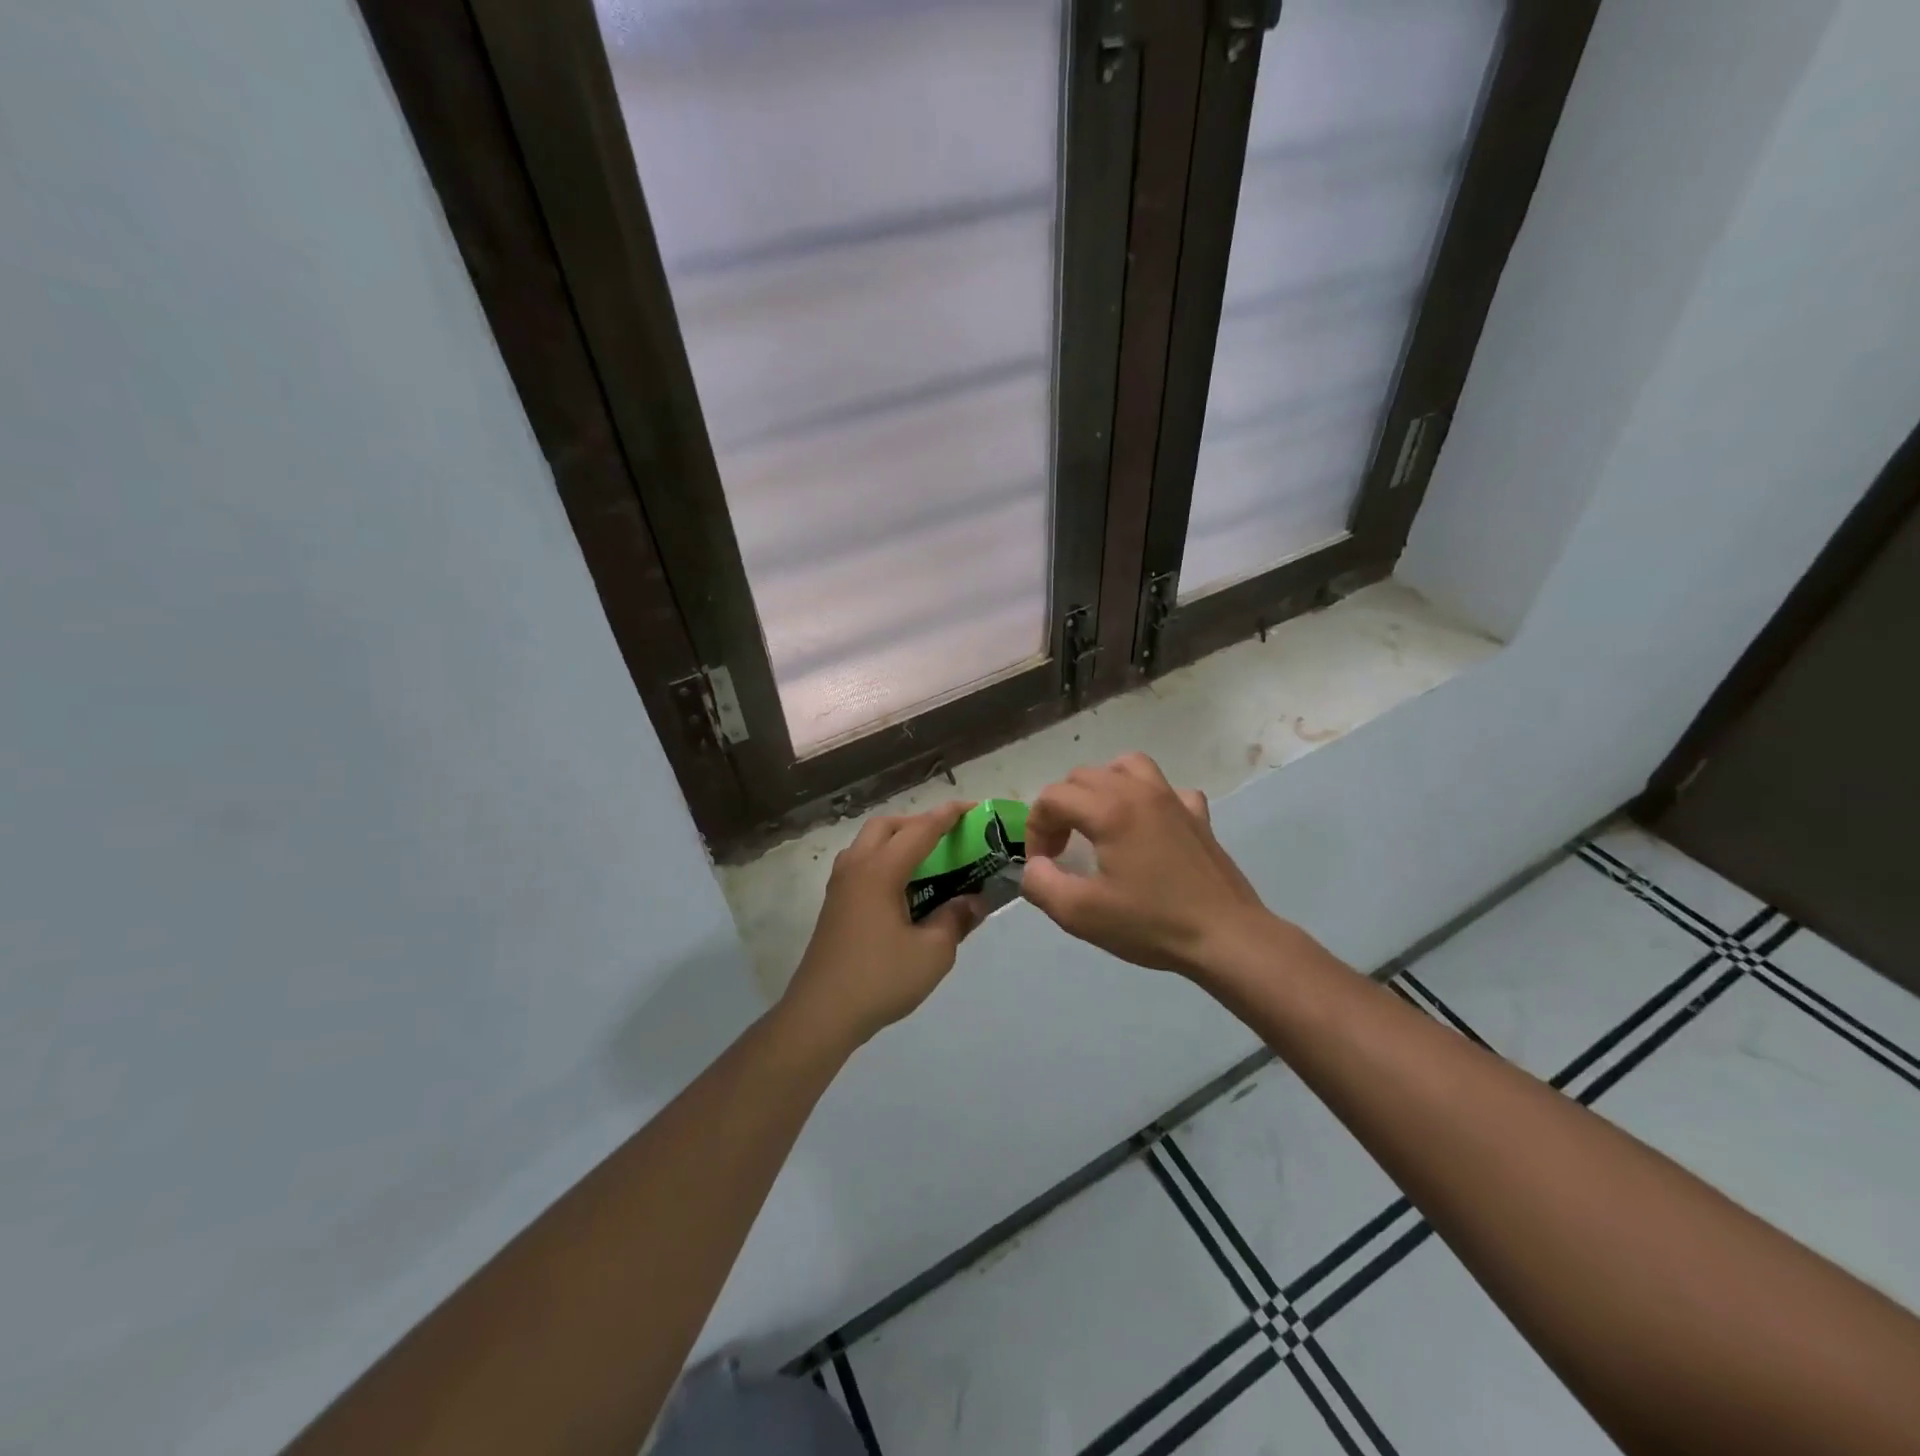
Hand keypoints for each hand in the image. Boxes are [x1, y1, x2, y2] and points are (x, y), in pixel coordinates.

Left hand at [780, 801, 987, 1051]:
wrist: (821, 1014)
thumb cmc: (880, 979)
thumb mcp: (933, 952)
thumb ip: (955, 919)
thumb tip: (973, 900)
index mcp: (880, 871)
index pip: (919, 831)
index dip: (947, 816)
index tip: (971, 807)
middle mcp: (856, 868)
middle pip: (886, 826)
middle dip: (917, 822)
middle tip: (946, 836)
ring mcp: (839, 886)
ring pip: (867, 843)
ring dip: (895, 839)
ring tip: (924, 858)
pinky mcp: (834, 905)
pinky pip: (860, 864)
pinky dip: (883, 859)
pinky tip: (900, 887)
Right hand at [1020, 754, 1271, 976]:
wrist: (1226, 937)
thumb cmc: (1151, 924)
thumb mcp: (1080, 914)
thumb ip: (1041, 884)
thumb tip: (1034, 866)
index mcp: (1109, 810)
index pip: (1052, 798)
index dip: (1036, 829)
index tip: (1043, 864)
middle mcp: (1139, 791)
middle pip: (1083, 776)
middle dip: (1061, 808)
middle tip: (1062, 849)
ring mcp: (1173, 799)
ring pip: (1126, 766)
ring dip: (1102, 787)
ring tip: (1098, 821)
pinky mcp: (1198, 815)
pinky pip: (1166, 789)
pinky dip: (1147, 798)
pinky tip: (1147, 827)